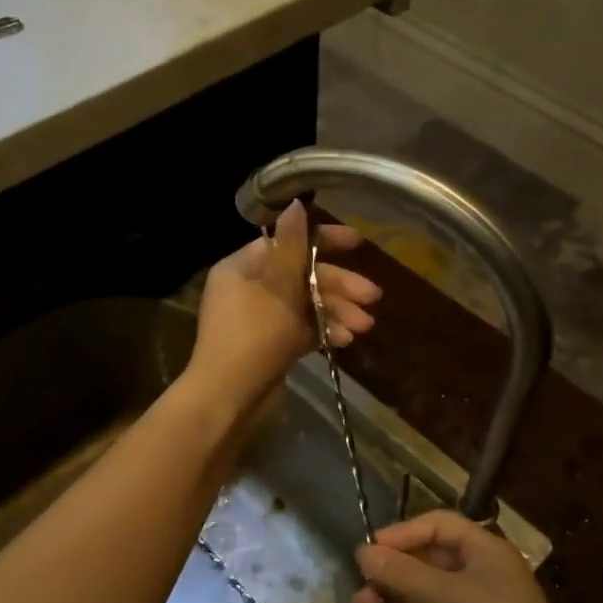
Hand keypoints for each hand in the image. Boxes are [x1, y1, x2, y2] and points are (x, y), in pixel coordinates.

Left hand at [187, 201, 380, 407]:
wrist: (229, 399)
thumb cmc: (253, 336)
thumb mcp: (278, 288)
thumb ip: (292, 246)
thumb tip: (296, 203)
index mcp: (242, 268)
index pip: (286, 242)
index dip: (323, 240)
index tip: (358, 243)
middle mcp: (249, 289)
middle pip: (302, 276)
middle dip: (339, 286)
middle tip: (372, 298)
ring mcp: (261, 319)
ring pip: (306, 304)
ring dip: (337, 311)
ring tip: (364, 327)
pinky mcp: (272, 345)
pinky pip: (303, 329)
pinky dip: (324, 331)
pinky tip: (346, 341)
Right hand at [349, 510, 585, 602]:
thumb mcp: (448, 596)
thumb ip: (403, 573)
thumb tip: (362, 552)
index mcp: (484, 549)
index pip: (439, 525)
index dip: (404, 532)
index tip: (371, 547)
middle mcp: (476, 572)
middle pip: (427, 559)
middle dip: (392, 569)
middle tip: (359, 580)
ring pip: (421, 592)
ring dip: (389, 596)